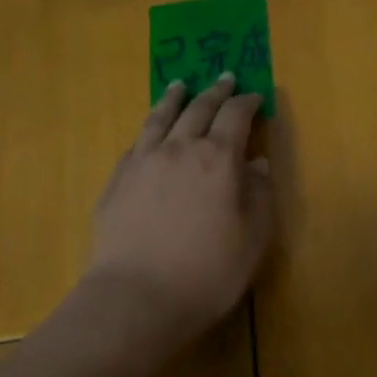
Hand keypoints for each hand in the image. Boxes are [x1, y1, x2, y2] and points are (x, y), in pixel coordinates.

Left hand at [85, 74, 275, 342]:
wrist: (136, 298)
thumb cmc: (208, 271)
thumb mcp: (253, 237)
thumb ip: (259, 195)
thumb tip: (258, 164)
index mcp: (218, 158)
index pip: (235, 116)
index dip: (247, 102)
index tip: (255, 96)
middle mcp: (180, 149)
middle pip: (198, 109)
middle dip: (215, 92)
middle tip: (224, 78)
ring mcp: (143, 162)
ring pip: (161, 118)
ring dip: (175, 98)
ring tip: (180, 85)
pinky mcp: (117, 181)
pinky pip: (137, 142)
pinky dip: (150, 129)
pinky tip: (151, 132)